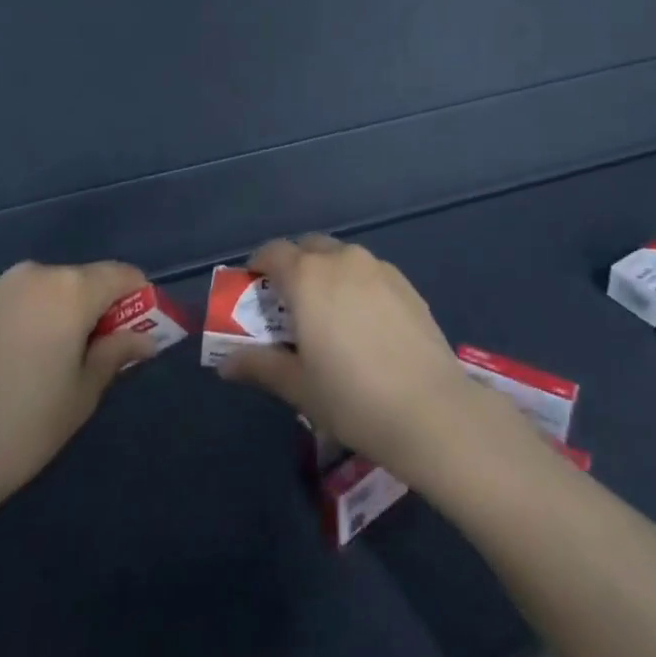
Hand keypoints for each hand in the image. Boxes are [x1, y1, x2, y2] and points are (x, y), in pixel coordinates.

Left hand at [0, 260, 154, 526]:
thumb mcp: (83, 393)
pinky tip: (15, 362)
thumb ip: (117, 353)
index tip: (138, 332)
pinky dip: (27, 319)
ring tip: (51, 361)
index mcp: (69, 289)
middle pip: (82, 280)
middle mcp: (32, 275)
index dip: (138, 298)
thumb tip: (146, 338)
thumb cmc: (23, 427)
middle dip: (97, 307)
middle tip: (95, 353)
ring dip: (60, 313)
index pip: (122, 275)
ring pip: (46, 290)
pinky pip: (13, 302)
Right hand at [221, 234, 501, 476]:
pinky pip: (370, 273)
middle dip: (294, 267)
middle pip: (309, 247)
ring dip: (327, 274)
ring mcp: (379, 268)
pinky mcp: (407, 284)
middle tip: (289, 305)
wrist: (429, 409)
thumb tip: (226, 363)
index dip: (258, 266)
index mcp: (308, 276)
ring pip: (342, 257)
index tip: (253, 291)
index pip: (273, 252)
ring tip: (329, 315)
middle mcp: (342, 260)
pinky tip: (364, 324)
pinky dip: (357, 285)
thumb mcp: (297, 386)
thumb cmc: (350, 397)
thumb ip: (260, 365)